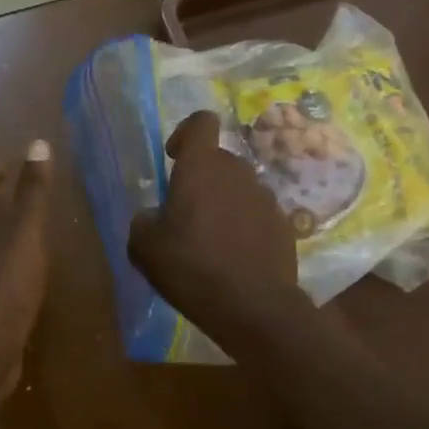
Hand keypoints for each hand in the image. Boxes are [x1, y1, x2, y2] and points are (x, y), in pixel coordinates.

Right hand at [128, 111, 307, 349]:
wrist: (252, 306)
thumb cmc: (191, 267)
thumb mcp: (144, 247)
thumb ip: (144, 220)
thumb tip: (153, 215)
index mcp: (201, 167)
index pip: (201, 122)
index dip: (186, 133)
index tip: (174, 158)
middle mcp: (238, 172)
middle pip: (219, 159)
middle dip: (203, 178)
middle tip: (186, 213)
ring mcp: (266, 197)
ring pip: (240, 187)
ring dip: (225, 203)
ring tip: (212, 239)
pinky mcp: (285, 224)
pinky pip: (258, 213)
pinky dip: (246, 225)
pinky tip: (236, 256)